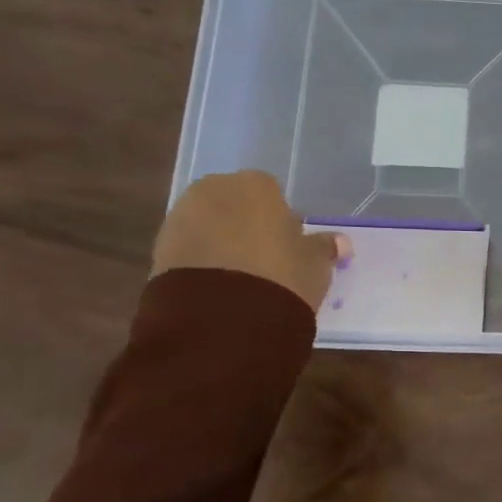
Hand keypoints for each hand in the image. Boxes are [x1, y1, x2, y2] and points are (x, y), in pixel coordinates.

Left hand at [151, 170, 346, 314]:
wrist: (222, 315)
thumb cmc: (281, 277)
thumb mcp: (315, 265)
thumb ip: (325, 248)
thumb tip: (340, 242)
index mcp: (256, 185)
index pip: (272, 192)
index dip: (282, 219)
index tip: (289, 246)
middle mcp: (214, 189)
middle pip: (236, 203)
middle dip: (248, 225)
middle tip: (266, 261)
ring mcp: (182, 215)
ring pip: (210, 223)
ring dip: (223, 242)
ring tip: (241, 278)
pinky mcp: (160, 246)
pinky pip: (191, 246)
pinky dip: (203, 259)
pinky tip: (219, 286)